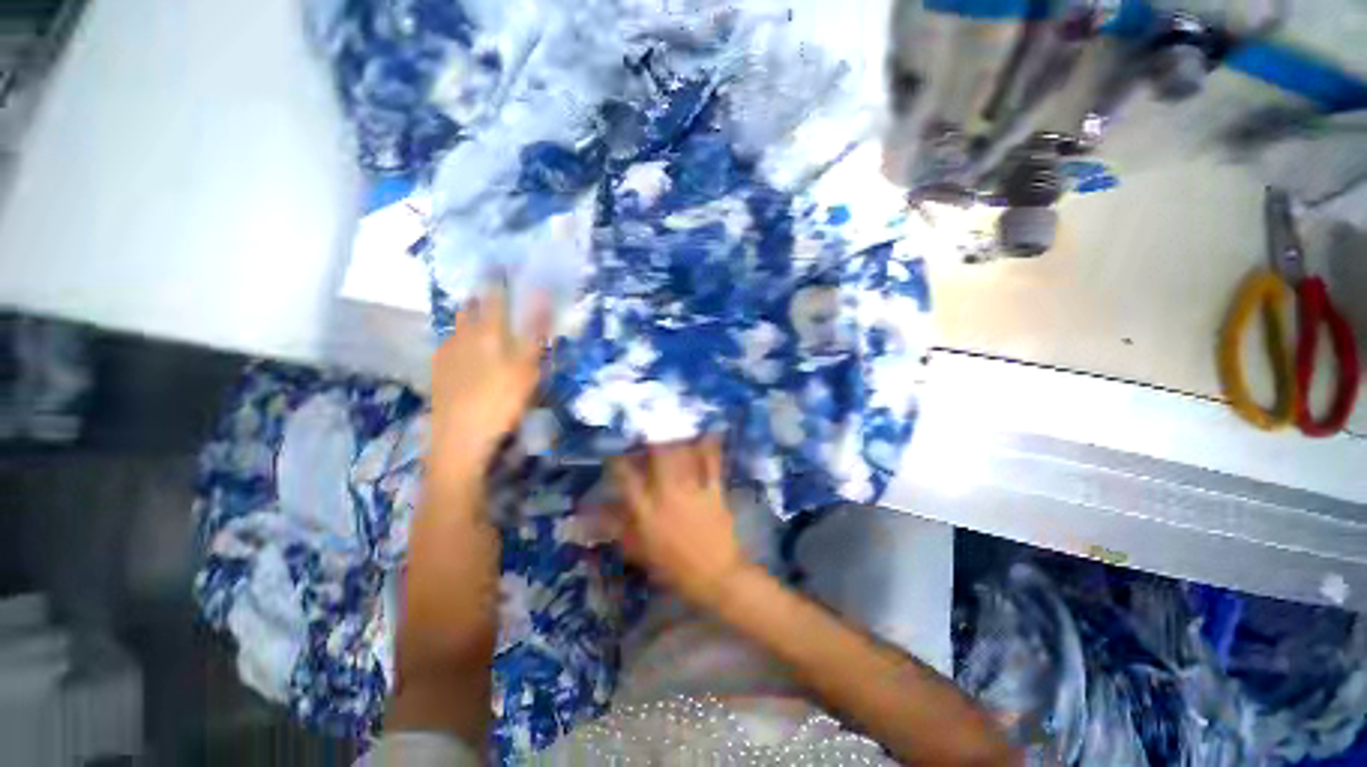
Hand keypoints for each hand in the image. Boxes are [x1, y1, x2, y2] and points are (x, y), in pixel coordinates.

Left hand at [429, 286, 548, 478]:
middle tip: (496, 296)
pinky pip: (450, 345)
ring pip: (457, 325)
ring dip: (470, 317)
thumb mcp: (527, 367)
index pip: (493, 295)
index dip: (500, 279)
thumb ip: (535, 331)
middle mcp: (461, 335)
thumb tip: (541, 295)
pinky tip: (467, 351)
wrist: (459, 438)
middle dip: (482, 297)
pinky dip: (461, 339)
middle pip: (470, 307)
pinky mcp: (438, 371)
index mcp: (486, 331)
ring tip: (483, 320)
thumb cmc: (500, 400)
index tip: (505, 268)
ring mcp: (446, 353)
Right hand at [608, 439, 749, 605]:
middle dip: (651, 436)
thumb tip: (592, 512)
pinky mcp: (714, 490)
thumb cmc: (673, 567)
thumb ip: (617, 527)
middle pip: (658, 455)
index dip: (618, 458)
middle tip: (647, 425)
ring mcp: (692, 490)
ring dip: (677, 436)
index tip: (615, 447)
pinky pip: (712, 463)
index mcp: (645, 510)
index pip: (626, 476)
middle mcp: (666, 494)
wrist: (714, 577)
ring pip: (683, 454)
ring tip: (672, 423)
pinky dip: (709, 446)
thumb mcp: (639, 551)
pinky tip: (707, 432)